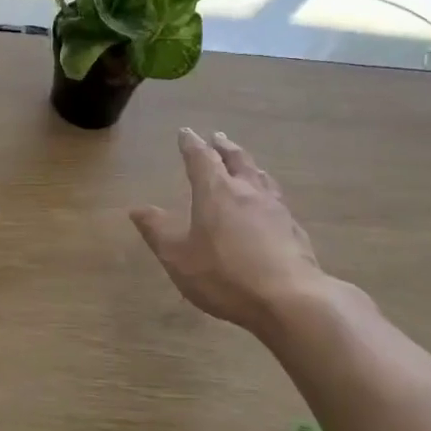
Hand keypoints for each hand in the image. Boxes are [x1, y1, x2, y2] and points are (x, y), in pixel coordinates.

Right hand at [129, 128, 330, 334]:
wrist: (290, 299)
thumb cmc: (225, 275)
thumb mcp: (178, 257)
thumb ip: (157, 230)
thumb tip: (137, 209)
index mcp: (216, 192)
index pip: (201, 158)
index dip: (191, 144)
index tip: (185, 132)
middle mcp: (247, 191)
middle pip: (236, 159)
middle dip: (224, 147)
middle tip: (218, 137)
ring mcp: (275, 209)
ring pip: (260, 176)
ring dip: (248, 164)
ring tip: (244, 162)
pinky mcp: (293, 229)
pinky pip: (276, 198)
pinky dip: (266, 190)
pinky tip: (269, 202)